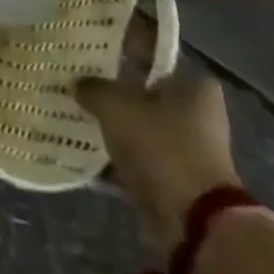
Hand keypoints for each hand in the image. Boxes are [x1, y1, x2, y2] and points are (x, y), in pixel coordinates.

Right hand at [74, 68, 241, 250]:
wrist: (193, 222)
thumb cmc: (161, 147)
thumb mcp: (115, 105)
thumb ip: (93, 87)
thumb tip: (78, 83)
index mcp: (194, 87)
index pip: (155, 57)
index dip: (124, 52)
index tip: (93, 52)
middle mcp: (198, 115)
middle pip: (146, 94)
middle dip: (114, 92)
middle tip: (78, 83)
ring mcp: (189, 151)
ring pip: (139, 128)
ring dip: (113, 126)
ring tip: (75, 114)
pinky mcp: (176, 181)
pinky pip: (137, 159)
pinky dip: (114, 157)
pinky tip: (83, 150)